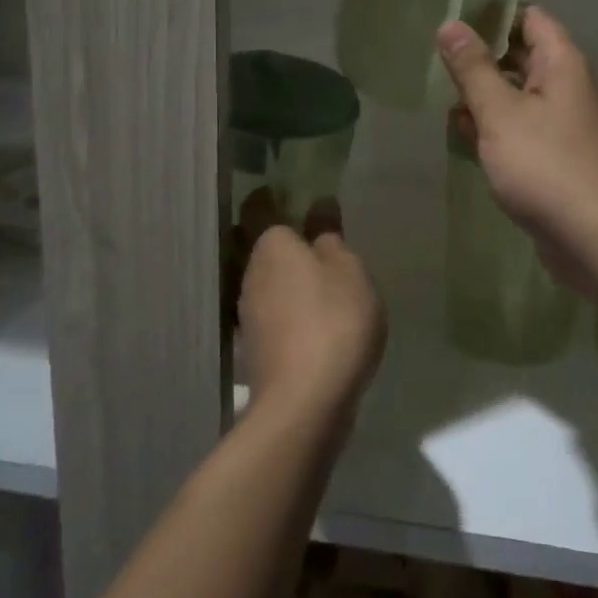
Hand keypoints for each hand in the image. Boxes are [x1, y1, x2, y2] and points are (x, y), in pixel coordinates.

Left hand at [236, 193, 385, 421]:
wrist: (305, 403)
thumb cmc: (333, 320)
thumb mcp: (348, 270)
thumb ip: (331, 236)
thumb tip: (319, 204)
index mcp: (271, 244)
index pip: (260, 207)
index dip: (272, 198)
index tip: (291, 194)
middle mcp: (251, 273)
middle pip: (262, 246)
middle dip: (283, 241)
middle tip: (316, 238)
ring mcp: (248, 313)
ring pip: (266, 281)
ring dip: (287, 278)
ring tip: (321, 281)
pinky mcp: (257, 347)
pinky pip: (273, 313)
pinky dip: (289, 309)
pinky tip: (314, 320)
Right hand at [436, 6, 597, 293]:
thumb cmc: (546, 165)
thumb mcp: (500, 113)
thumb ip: (473, 69)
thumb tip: (450, 25)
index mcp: (562, 63)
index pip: (530, 17)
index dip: (493, 14)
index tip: (452, 20)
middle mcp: (567, 86)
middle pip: (522, 55)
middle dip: (481, 58)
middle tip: (436, 60)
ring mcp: (564, 123)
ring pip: (519, 94)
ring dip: (484, 96)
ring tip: (442, 97)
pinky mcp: (558, 156)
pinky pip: (522, 128)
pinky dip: (495, 127)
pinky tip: (464, 135)